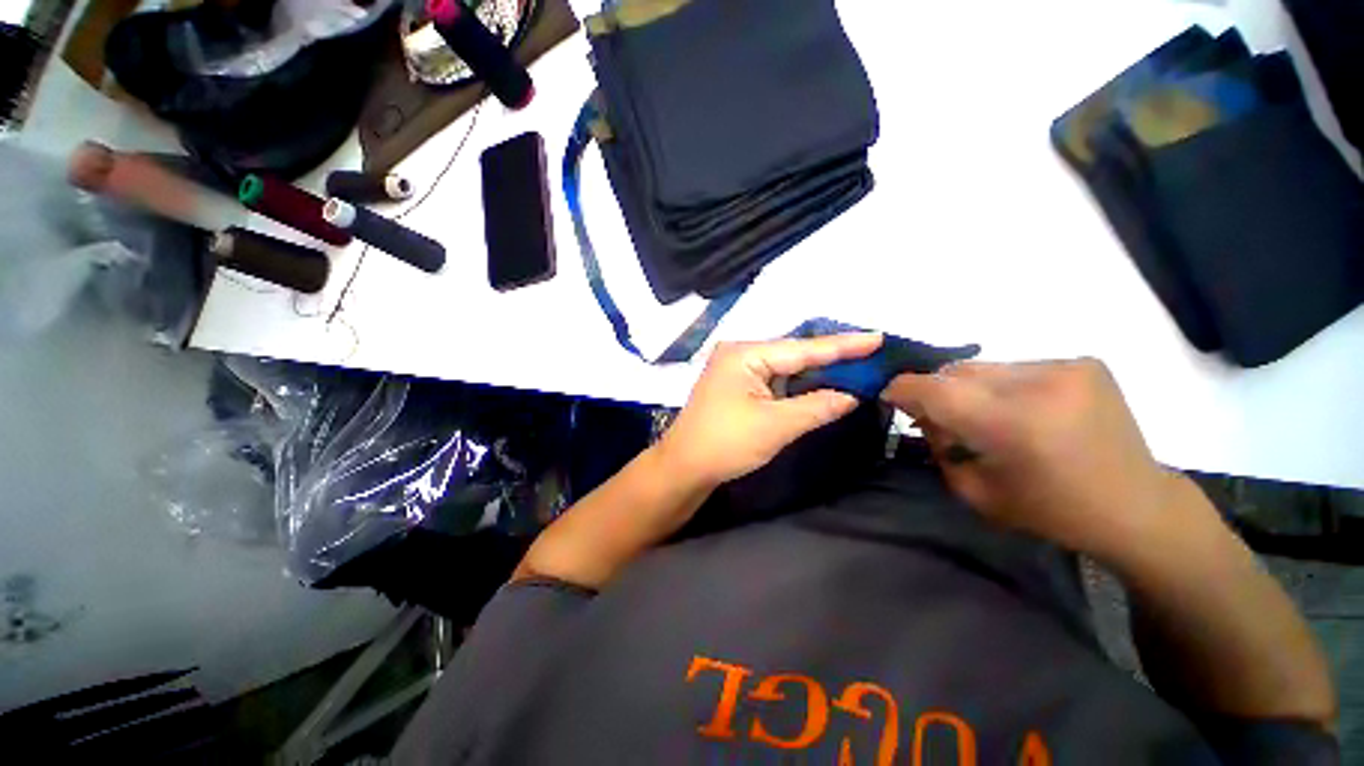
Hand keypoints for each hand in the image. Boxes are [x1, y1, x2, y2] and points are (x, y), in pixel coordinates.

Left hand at [657, 333, 883, 489]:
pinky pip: (773, 379)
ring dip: (814, 371)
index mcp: (745, 354)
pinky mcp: (736, 386)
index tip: (877, 337)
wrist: (685, 467)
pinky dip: (796, 384)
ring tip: (854, 365)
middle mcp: (739, 353)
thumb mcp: (777, 425)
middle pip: (793, 353)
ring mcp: (736, 369)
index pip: (802, 348)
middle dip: (830, 356)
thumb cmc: (727, 443)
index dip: (842, 345)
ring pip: (784, 367)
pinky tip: (820, 382)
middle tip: (870, 352)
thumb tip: (852, 396)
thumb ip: (817, 406)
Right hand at [883, 358, 1183, 560]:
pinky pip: (1017, 366)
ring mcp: (1067, 368)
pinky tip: (1022, 410)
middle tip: (936, 415)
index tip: (888, 395)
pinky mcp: (1084, 363)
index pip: (935, 390)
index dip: (903, 389)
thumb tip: (921, 414)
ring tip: (984, 415)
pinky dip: (1003, 385)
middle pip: (957, 372)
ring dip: (970, 388)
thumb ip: (937, 446)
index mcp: (1012, 425)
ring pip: (985, 366)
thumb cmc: (1050, 510)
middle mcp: (1040, 384)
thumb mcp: (974, 491)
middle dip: (936, 391)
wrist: (1136, 506)